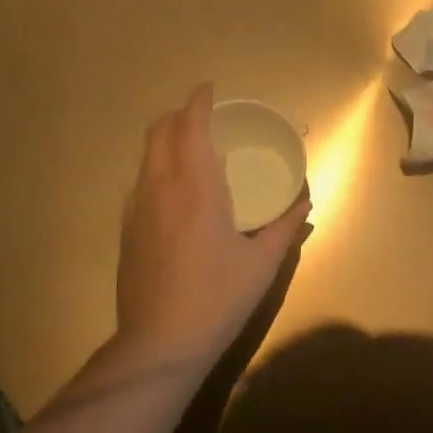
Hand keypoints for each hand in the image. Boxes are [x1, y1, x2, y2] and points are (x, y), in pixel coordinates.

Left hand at [116, 83, 310, 370]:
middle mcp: (161, 187)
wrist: (159, 344)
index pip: (191, 127)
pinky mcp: (126, 230)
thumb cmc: (218, 298)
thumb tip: (305, 199)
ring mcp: (137, 209)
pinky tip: (174, 192)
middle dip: (178, 114)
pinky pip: (140, 182)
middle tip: (202, 116)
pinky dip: (156, 168)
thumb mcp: (262, 263)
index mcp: (197, 188)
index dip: (198, 102)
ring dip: (165, 140)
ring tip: (190, 149)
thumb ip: (285, 225)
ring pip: (146, 156)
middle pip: (159, 132)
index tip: (209, 88)